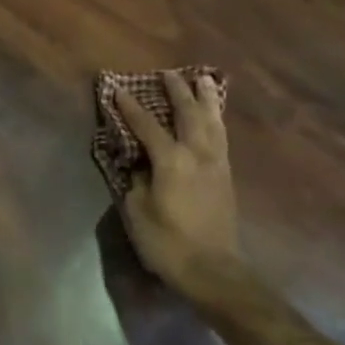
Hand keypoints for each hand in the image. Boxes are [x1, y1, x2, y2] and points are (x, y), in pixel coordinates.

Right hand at [115, 71, 247, 308]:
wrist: (213, 271)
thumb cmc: (167, 243)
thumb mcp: (138, 212)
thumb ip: (137, 180)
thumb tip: (139, 163)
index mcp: (171, 161)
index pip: (147, 125)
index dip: (130, 106)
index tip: (118, 89)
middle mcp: (196, 154)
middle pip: (188, 113)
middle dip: (177, 91)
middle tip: (167, 73)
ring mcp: (216, 163)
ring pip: (212, 121)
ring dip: (205, 98)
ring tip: (202, 80)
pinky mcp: (226, 176)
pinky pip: (221, 136)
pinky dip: (216, 119)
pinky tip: (214, 116)